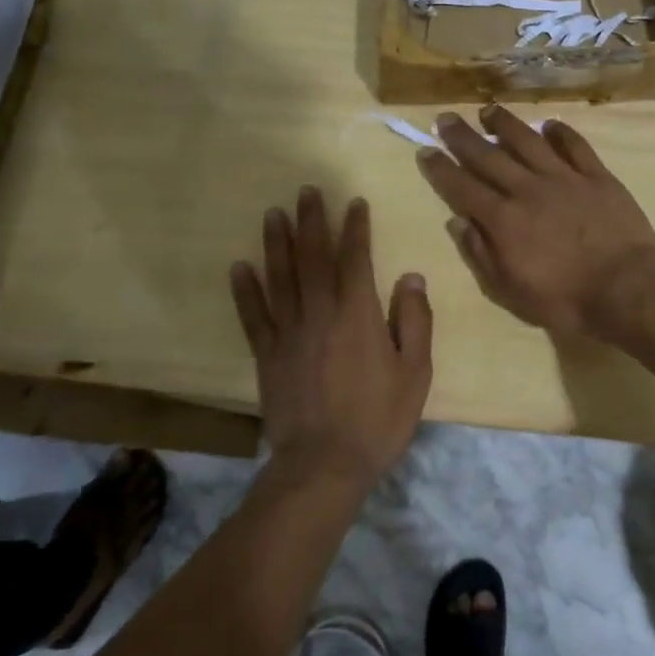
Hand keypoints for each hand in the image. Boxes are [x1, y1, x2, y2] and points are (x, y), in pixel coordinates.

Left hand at [230, 187, 432, 488]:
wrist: (324, 465)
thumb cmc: (378, 418)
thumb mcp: (415, 373)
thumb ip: (414, 321)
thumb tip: (411, 278)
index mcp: (358, 314)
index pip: (355, 258)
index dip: (355, 228)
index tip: (354, 202)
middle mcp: (320, 313)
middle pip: (313, 257)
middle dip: (311, 221)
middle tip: (306, 191)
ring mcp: (288, 332)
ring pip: (280, 278)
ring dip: (277, 243)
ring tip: (273, 214)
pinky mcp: (267, 355)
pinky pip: (253, 315)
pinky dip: (245, 290)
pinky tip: (239, 266)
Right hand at [417, 106, 654, 339]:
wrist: (626, 288)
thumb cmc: (564, 299)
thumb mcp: (510, 290)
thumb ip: (481, 254)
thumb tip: (457, 221)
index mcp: (504, 219)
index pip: (463, 188)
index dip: (441, 169)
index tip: (425, 150)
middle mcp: (528, 190)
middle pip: (490, 156)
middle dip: (464, 137)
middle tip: (446, 118)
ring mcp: (565, 179)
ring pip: (529, 142)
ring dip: (507, 124)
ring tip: (489, 110)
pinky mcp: (597, 177)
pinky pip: (576, 147)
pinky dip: (561, 133)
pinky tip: (550, 125)